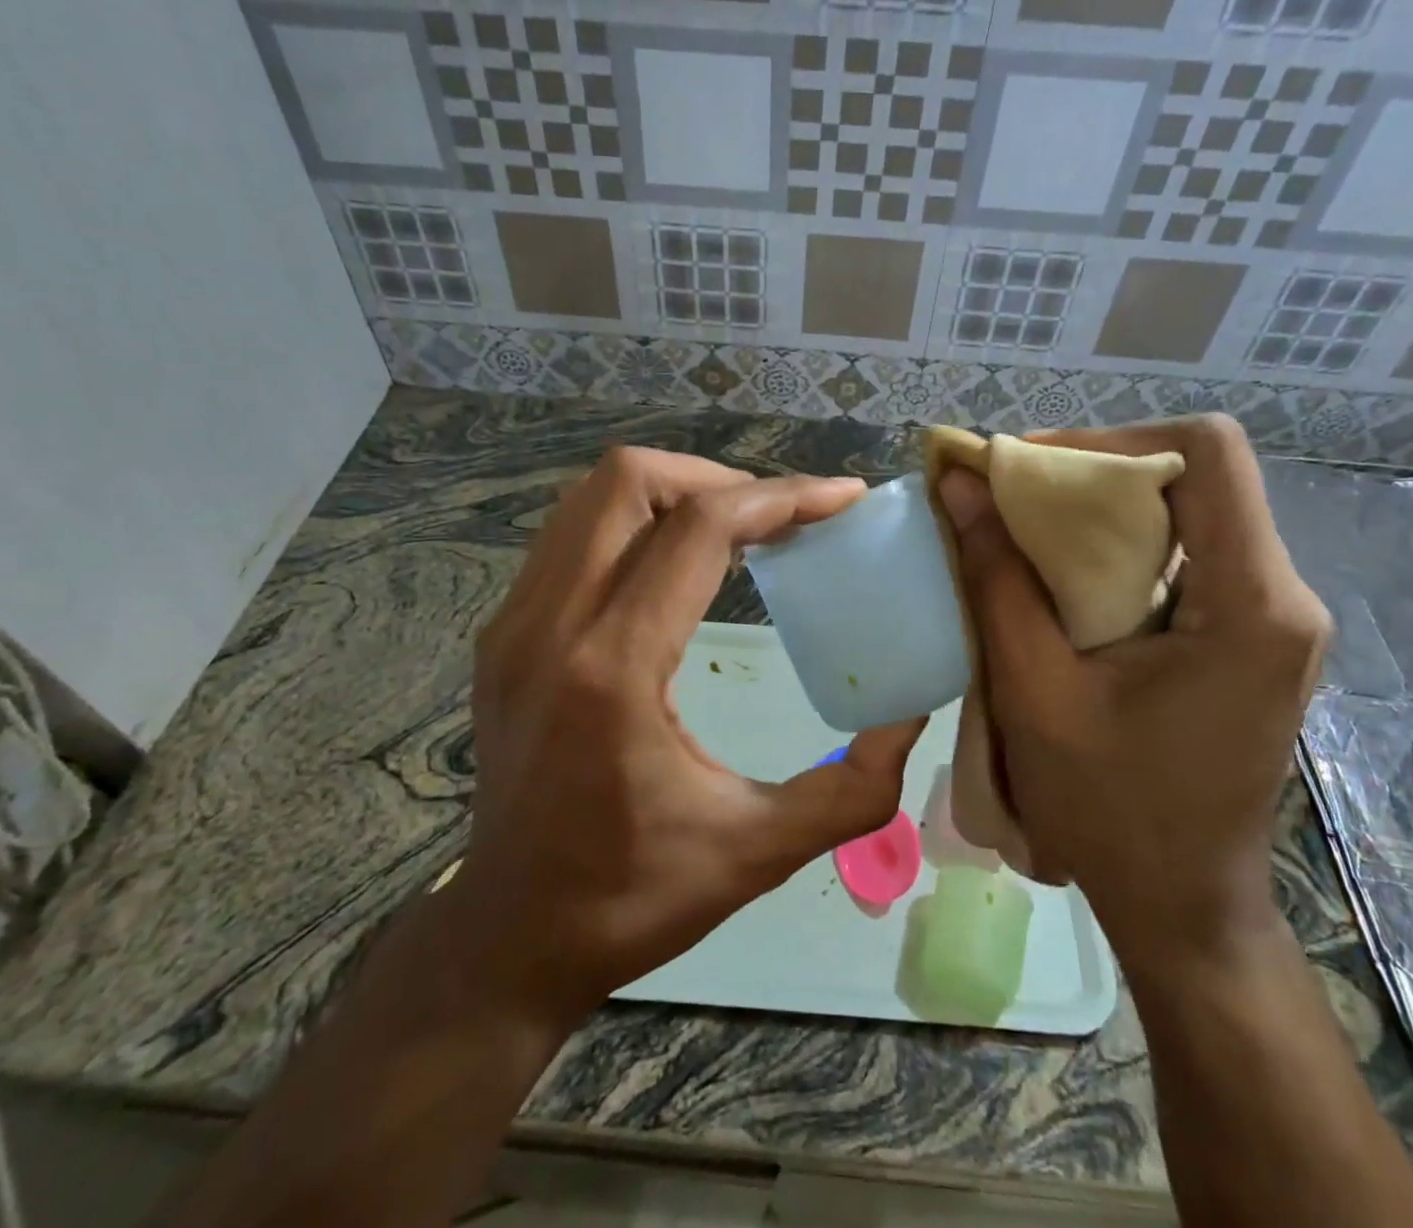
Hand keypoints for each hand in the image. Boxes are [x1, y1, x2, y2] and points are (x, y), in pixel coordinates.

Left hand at [456, 448, 923, 1022]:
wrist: (509, 935)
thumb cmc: (632, 897)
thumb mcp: (760, 850)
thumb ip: (855, 786)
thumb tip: (911, 716)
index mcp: (613, 670)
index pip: (698, 530)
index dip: (779, 497)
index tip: (839, 498)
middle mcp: (549, 626)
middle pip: (627, 481)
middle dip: (717, 478)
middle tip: (777, 516)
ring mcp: (513, 624)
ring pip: (590, 498)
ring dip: (672, 493)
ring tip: (735, 528)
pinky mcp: (502, 634)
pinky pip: (570, 536)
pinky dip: (632, 524)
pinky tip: (675, 565)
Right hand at [936, 415, 1329, 974]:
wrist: (1183, 906)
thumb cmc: (1110, 811)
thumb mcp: (1035, 691)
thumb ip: (996, 578)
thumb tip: (958, 483)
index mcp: (1253, 605)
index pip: (1207, 452)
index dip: (1110, 440)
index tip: (1028, 471)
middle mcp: (1283, 596)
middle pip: (1196, 475)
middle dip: (1094, 472)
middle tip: (1010, 498)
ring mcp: (1273, 617)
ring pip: (1189, 511)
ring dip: (1101, 510)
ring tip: (1024, 533)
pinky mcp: (1250, 637)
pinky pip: (1186, 555)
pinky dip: (1117, 547)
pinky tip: (1062, 580)